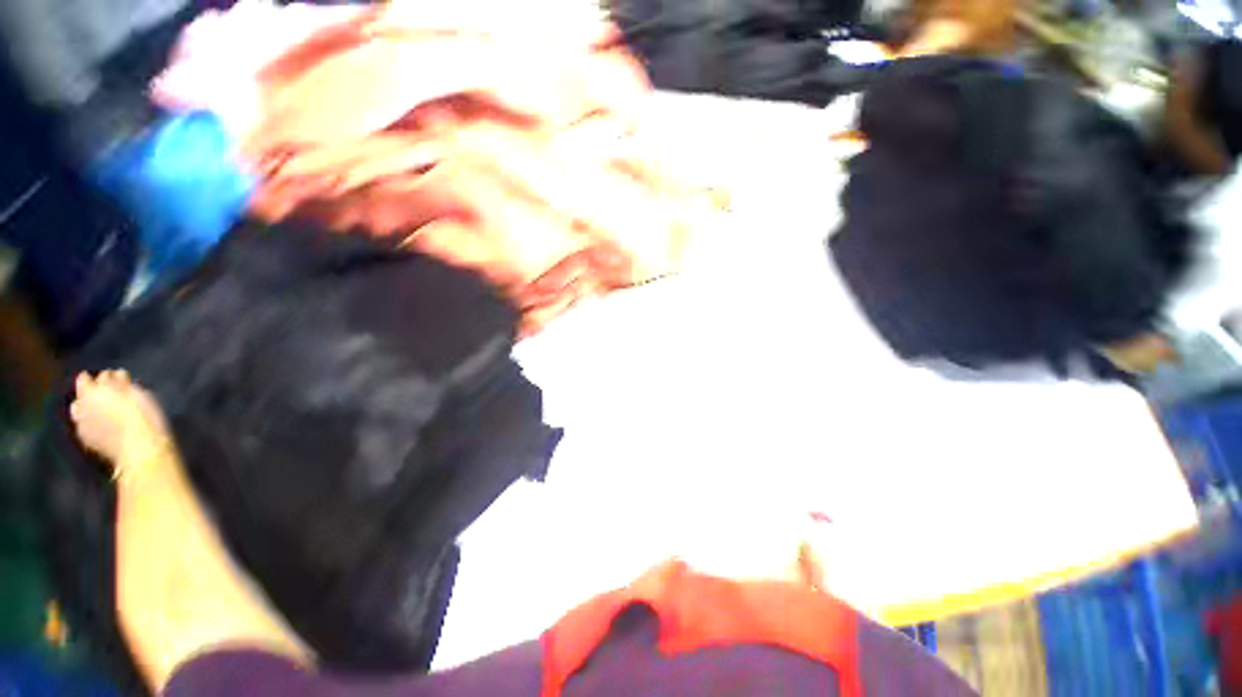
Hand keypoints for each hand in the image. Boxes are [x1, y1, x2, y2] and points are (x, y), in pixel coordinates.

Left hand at [70, 370, 170, 468]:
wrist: (139, 448)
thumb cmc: (143, 416)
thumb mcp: (138, 394)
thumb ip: (122, 384)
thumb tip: (117, 375)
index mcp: (92, 392)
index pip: (88, 379)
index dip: (102, 376)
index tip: (114, 376)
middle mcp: (81, 406)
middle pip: (81, 393)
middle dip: (92, 390)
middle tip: (106, 390)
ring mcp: (81, 424)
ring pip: (78, 410)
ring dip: (87, 406)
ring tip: (100, 407)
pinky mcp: (86, 439)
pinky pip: (83, 425)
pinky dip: (89, 420)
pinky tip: (98, 423)